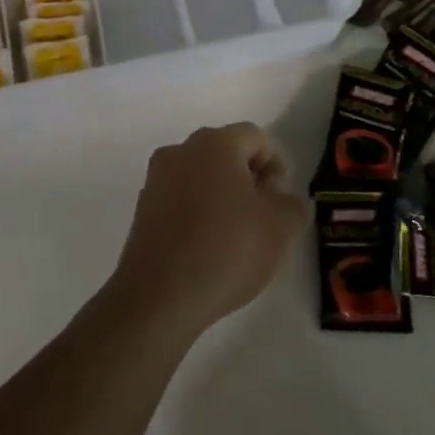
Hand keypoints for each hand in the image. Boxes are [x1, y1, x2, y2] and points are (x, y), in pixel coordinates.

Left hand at [106, 123, 307, 337]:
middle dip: (248, 181)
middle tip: (261, 220)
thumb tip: (281, 198)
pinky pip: (180, 200)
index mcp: (215, 143)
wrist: (159, 296)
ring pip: (201, 177)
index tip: (278, 203)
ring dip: (221, 198)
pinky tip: (206, 250)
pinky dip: (197, 215)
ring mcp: (156, 179)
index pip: (255, 138)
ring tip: (234, 239)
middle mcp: (181, 151)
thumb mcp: (280, 227)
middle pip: (226, 153)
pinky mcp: (142, 209)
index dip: (274, 167)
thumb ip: (292, 203)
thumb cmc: (226, 250)